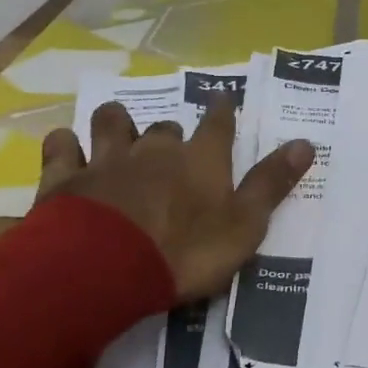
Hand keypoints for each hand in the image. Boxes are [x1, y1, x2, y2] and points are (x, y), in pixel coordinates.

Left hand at [37, 101, 313, 301]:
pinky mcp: (65, 178)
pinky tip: (65, 151)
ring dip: (116, 123)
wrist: (103, 269)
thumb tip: (306, 143)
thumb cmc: (184, 251)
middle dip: (168, 131)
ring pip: (111, 122)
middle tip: (170, 146)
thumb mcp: (243, 226)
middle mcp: (155, 149)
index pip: (218, 124)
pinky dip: (64, 146)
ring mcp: (107, 160)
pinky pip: (61, 147)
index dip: (222, 110)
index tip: (223, 98)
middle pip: (165, 126)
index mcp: (200, 160)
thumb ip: (271, 184)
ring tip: (116, 132)